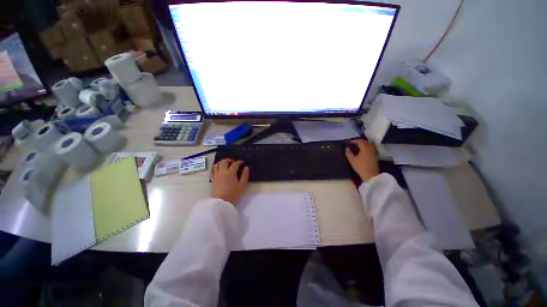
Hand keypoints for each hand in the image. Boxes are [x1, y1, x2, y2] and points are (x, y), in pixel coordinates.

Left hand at [211, 159, 249, 204]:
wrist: (221, 202)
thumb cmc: (233, 194)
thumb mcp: (242, 185)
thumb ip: (245, 175)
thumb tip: (246, 167)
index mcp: (230, 172)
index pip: (235, 164)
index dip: (239, 162)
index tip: (242, 162)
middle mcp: (222, 171)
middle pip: (224, 161)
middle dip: (229, 160)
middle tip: (234, 162)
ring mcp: (216, 175)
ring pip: (217, 164)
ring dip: (222, 162)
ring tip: (226, 165)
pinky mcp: (212, 179)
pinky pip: (212, 170)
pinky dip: (215, 167)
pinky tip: (218, 169)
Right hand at [345, 139, 379, 181]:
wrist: (370, 175)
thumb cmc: (360, 166)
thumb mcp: (352, 160)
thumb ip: (348, 153)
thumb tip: (347, 148)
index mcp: (365, 148)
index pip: (359, 141)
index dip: (354, 141)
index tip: (349, 142)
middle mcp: (370, 148)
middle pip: (365, 141)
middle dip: (359, 141)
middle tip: (353, 143)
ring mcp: (374, 152)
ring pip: (369, 144)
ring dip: (364, 144)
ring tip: (358, 147)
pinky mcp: (375, 156)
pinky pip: (371, 148)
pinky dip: (367, 147)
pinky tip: (363, 151)